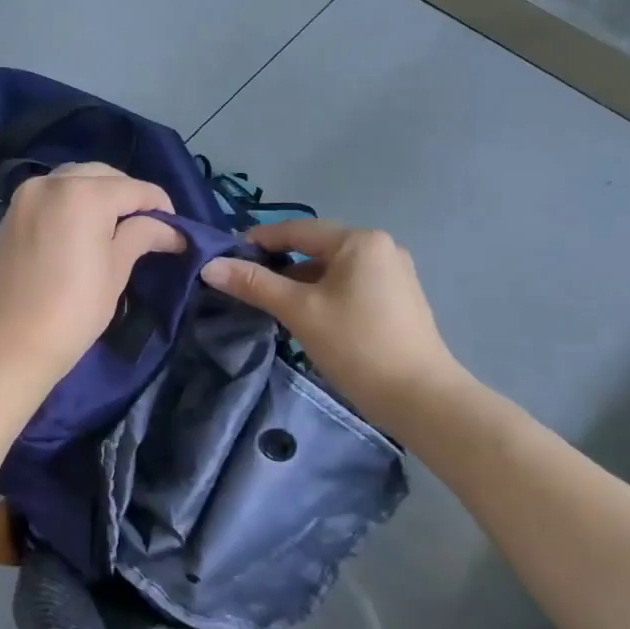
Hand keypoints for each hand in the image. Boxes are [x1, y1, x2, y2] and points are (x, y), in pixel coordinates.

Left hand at [0, 163, 185, 382]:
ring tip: (114, 225)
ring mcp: (27, 194)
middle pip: (103, 175)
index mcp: (84, 193)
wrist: (8, 342)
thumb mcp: (116, 271)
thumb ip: (142, 236)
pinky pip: (51, 193)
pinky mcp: (12, 212)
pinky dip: (72, 200)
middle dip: (128, 195)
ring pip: (74, 178)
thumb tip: (172, 230)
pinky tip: (83, 226)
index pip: (135, 189)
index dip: (160, 206)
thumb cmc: (73, 310)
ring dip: (99, 192)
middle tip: (146, 226)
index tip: (175, 230)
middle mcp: (52, 182)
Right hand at [200, 219, 465, 414]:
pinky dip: (322, 294)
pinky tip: (305, 316)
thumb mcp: (298, 311)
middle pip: (315, 248)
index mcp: (359, 241)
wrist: (420, 399)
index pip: (297, 229)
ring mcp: (394, 275)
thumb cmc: (356, 344)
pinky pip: (349, 286)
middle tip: (244, 283)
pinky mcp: (398, 301)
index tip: (226, 256)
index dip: (259, 240)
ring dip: (299, 282)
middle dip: (278, 264)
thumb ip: (253, 284)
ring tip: (269, 303)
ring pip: (331, 269)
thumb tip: (209, 266)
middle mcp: (380, 248)